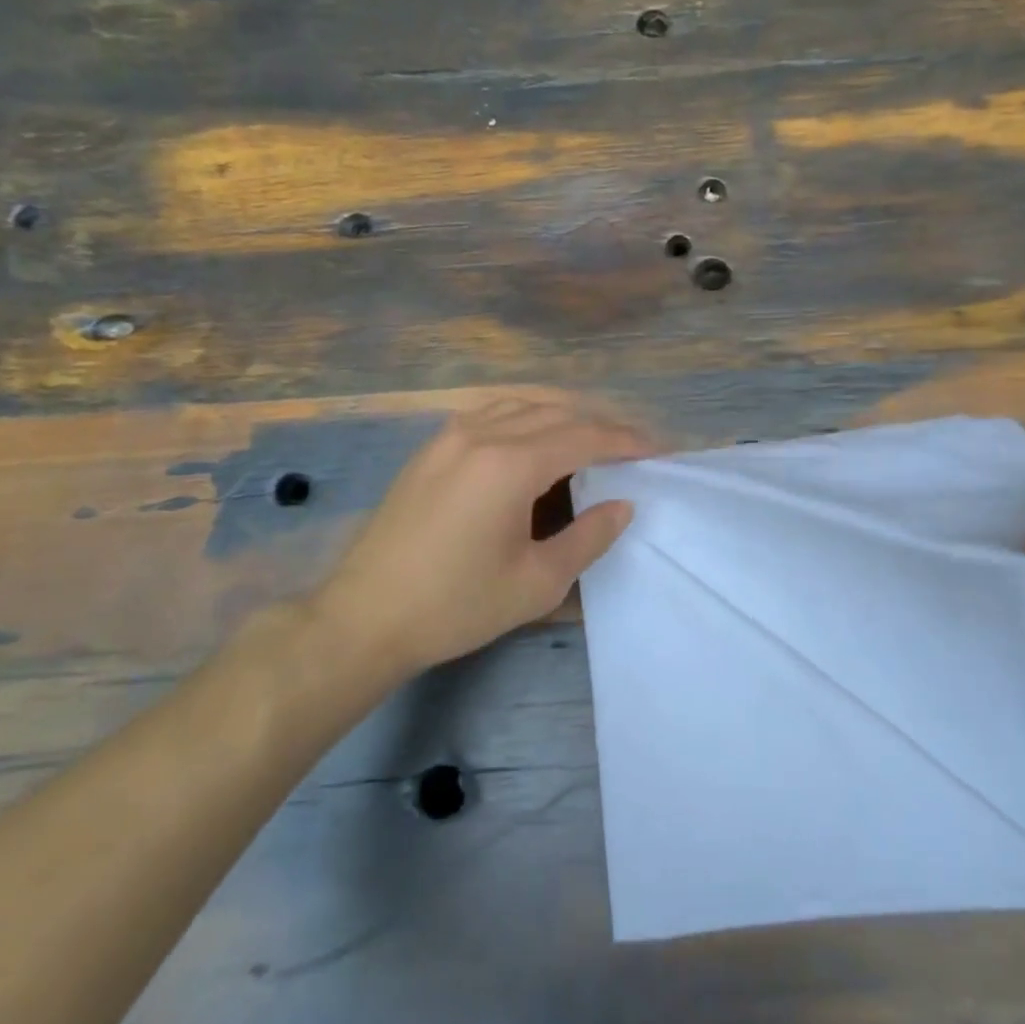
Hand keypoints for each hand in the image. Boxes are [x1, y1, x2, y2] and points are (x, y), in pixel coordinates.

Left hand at [307, 394, 654, 686]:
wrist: (364, 618)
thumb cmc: (457, 605)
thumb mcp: (538, 582)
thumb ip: (588, 537)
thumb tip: (622, 505)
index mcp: (510, 464)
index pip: (585, 436)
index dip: (627, 441)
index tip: (659, 449)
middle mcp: (481, 434)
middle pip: (557, 412)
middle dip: (602, 424)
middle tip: (634, 445)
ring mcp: (449, 436)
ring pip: (522, 405)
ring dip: (564, 416)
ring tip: (593, 439)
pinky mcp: (430, 449)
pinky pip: (491, 414)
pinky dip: (527, 418)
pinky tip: (536, 440)